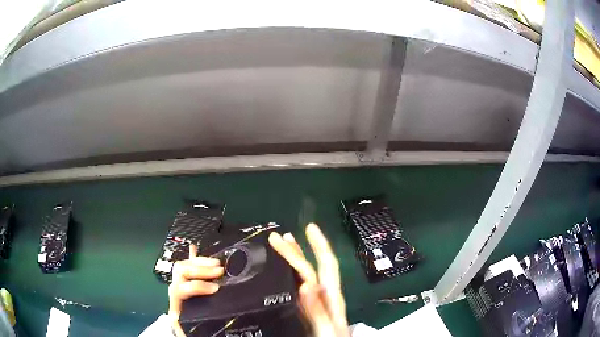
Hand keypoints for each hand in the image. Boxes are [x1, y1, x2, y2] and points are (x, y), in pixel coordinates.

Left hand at [168, 244, 223, 336]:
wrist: (179, 329)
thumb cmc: (186, 328)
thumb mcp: (189, 329)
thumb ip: (192, 326)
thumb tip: (210, 332)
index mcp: (176, 303)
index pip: (182, 288)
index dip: (198, 286)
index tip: (216, 288)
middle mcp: (176, 290)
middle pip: (181, 270)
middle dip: (200, 269)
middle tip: (219, 271)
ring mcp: (179, 284)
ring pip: (184, 265)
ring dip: (200, 261)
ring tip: (217, 263)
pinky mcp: (185, 281)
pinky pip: (187, 266)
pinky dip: (193, 257)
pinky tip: (196, 247)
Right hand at [268, 223, 348, 336]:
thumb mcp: (327, 330)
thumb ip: (318, 310)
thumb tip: (307, 284)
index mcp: (331, 298)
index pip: (326, 267)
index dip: (319, 246)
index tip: (309, 229)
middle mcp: (324, 297)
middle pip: (312, 269)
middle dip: (297, 251)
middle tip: (277, 237)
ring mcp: (315, 305)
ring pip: (305, 277)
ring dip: (294, 260)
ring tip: (283, 246)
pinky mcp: (307, 313)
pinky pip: (298, 291)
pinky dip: (290, 278)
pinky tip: (284, 277)